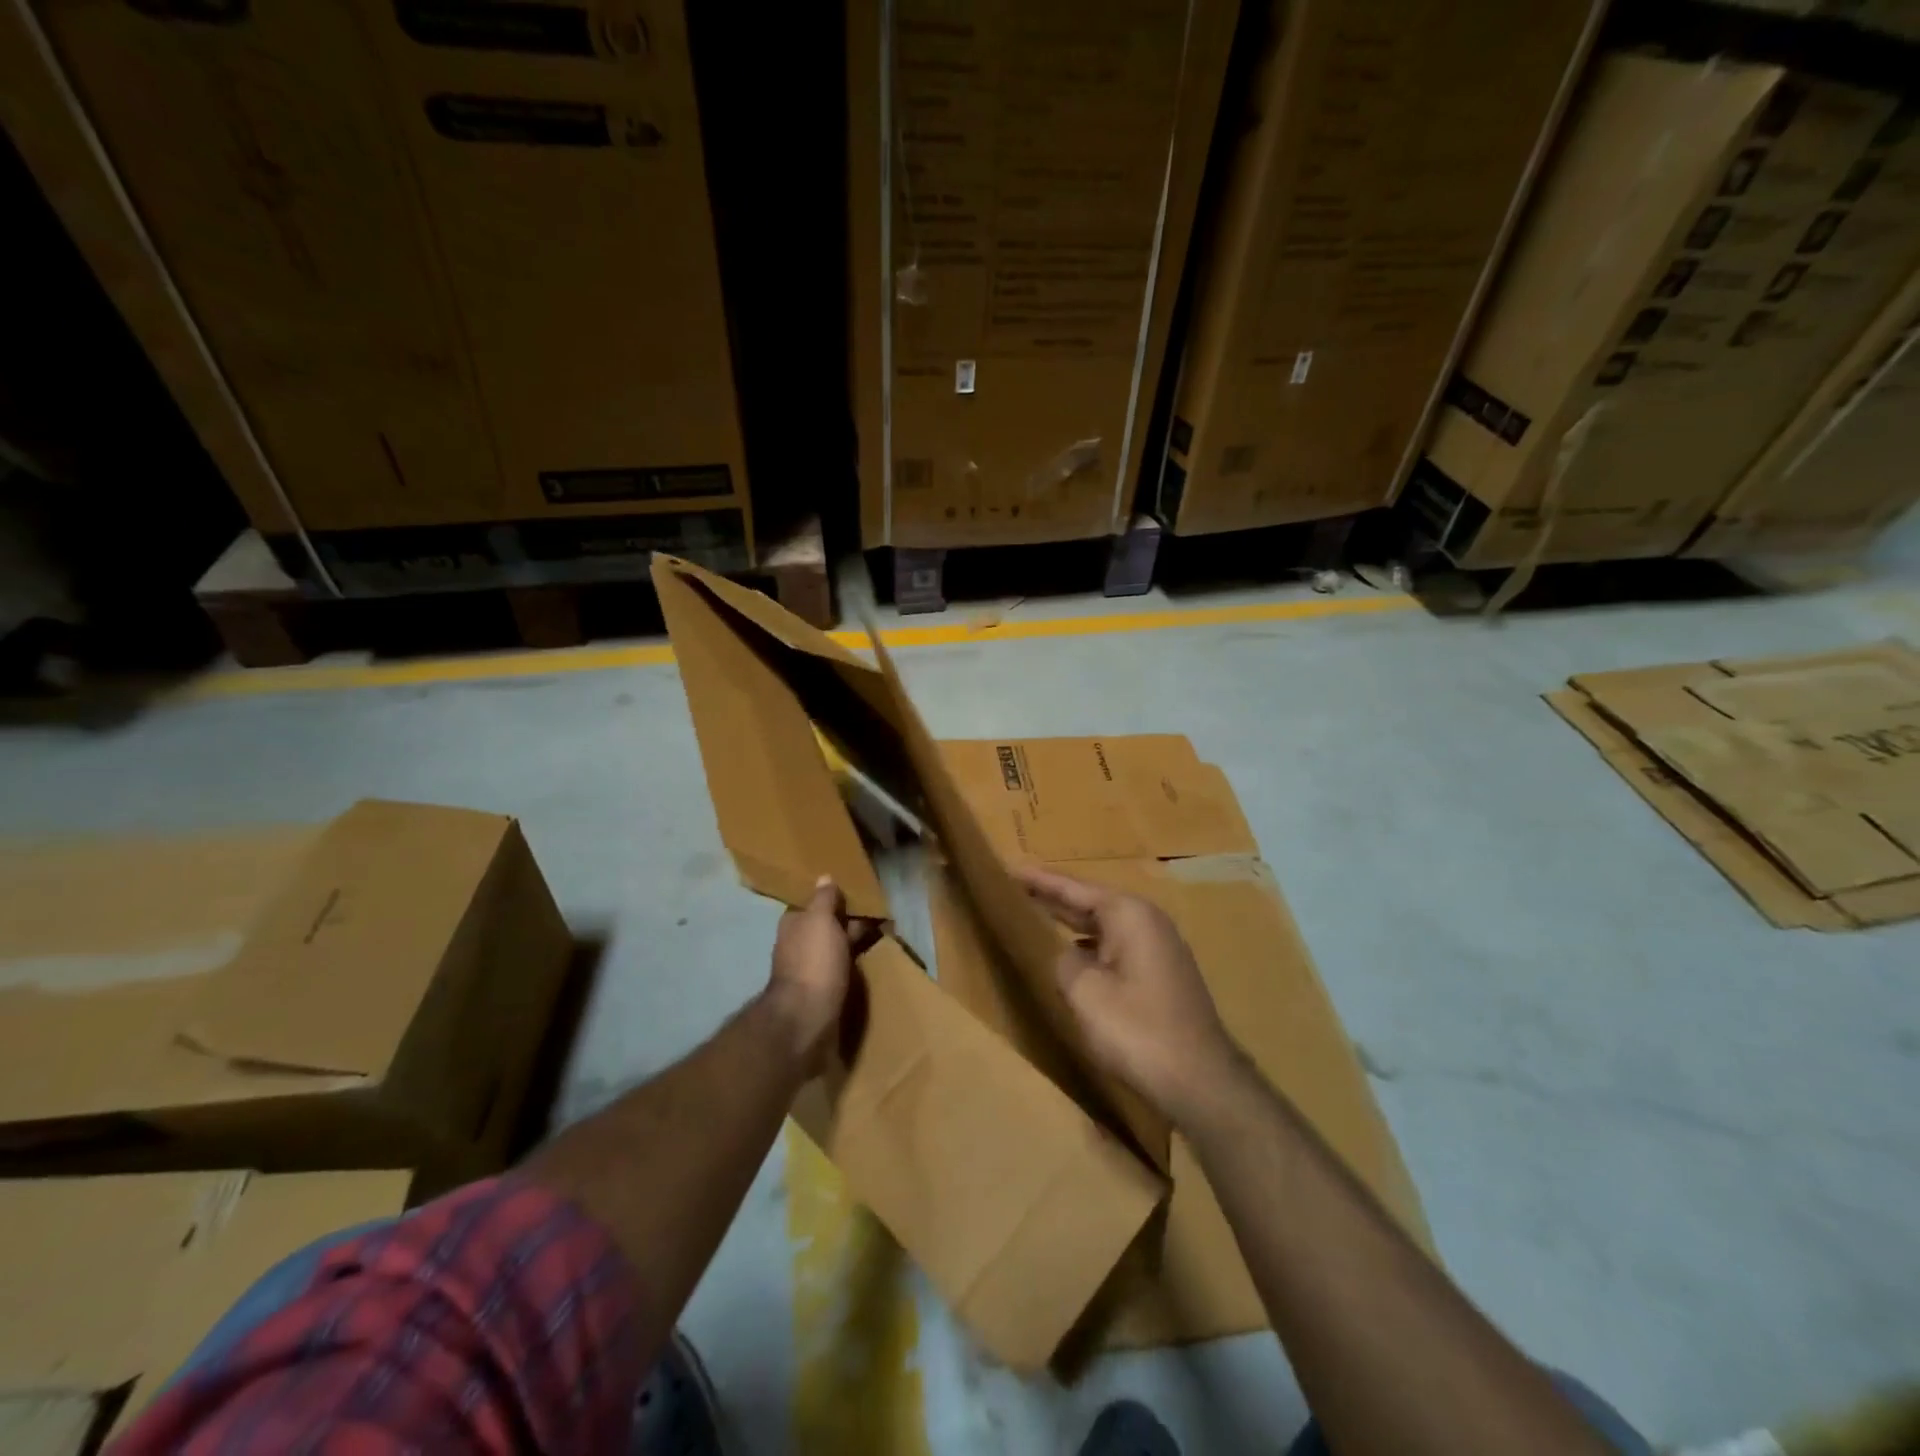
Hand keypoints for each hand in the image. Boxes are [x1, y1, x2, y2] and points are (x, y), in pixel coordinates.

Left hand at [767, 877, 876, 1075]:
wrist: (807, 1020)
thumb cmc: (813, 962)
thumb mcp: (819, 920)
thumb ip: (824, 899)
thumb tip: (824, 877)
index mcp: (794, 924)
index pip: (816, 903)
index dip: (837, 897)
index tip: (862, 892)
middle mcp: (799, 944)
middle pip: (828, 925)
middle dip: (850, 919)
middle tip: (881, 912)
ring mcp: (811, 969)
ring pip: (837, 947)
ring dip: (855, 941)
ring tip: (884, 934)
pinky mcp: (823, 992)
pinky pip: (843, 968)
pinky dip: (856, 962)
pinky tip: (872, 960)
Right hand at [1018, 864, 1238, 1123]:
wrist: (1201, 1080)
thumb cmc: (1137, 1029)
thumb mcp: (1084, 992)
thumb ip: (1064, 962)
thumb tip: (1067, 955)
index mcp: (1128, 914)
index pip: (1074, 888)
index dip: (1040, 880)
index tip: (1010, 869)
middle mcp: (1147, 921)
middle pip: (1092, 902)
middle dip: (1056, 897)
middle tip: (1017, 888)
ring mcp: (1159, 947)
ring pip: (1106, 925)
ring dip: (1074, 923)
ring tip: (1038, 915)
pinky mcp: (1163, 973)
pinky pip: (1117, 945)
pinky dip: (1092, 945)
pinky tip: (1073, 956)